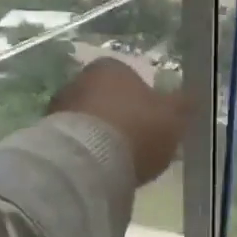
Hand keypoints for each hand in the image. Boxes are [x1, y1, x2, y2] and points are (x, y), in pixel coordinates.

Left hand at [48, 58, 190, 185]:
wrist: (88, 162)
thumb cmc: (137, 129)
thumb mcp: (174, 117)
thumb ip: (184, 105)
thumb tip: (191, 96)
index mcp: (111, 67)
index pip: (130, 77)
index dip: (144, 100)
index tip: (152, 123)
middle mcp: (80, 79)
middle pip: (106, 97)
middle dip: (119, 116)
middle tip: (136, 143)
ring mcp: (59, 107)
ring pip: (88, 119)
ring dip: (100, 135)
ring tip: (117, 162)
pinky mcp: (46, 135)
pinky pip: (74, 141)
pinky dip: (85, 152)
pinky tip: (98, 170)